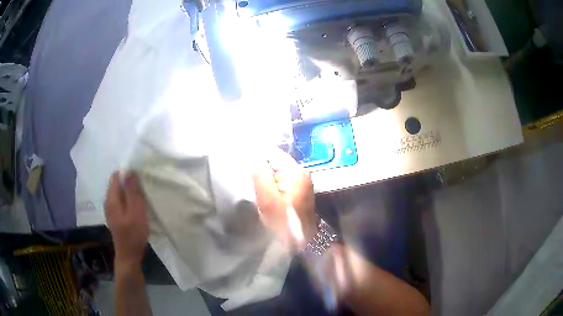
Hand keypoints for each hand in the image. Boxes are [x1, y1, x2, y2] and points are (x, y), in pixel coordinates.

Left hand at [105, 172, 148, 266]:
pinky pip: (120, 202)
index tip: (139, 179)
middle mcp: (108, 201)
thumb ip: (132, 191)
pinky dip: (128, 201)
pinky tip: (136, 208)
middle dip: (129, 183)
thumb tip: (129, 170)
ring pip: (119, 193)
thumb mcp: (136, 211)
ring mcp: (110, 210)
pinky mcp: (115, 216)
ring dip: (129, 193)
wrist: (129, 255)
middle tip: (143, 190)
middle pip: (117, 184)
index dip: (127, 174)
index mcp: (111, 198)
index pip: (116, 176)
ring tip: (141, 198)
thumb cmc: (133, 234)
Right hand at [252, 148, 316, 249]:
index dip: (257, 155)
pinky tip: (266, 193)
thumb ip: (260, 176)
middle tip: (249, 177)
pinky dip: (273, 184)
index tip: (243, 160)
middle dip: (262, 168)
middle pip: (276, 162)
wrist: (303, 240)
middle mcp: (302, 172)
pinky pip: (283, 180)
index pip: (273, 153)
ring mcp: (302, 181)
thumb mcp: (268, 199)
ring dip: (266, 177)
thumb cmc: (284, 221)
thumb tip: (253, 158)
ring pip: (278, 172)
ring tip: (255, 185)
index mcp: (296, 172)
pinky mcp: (300, 190)